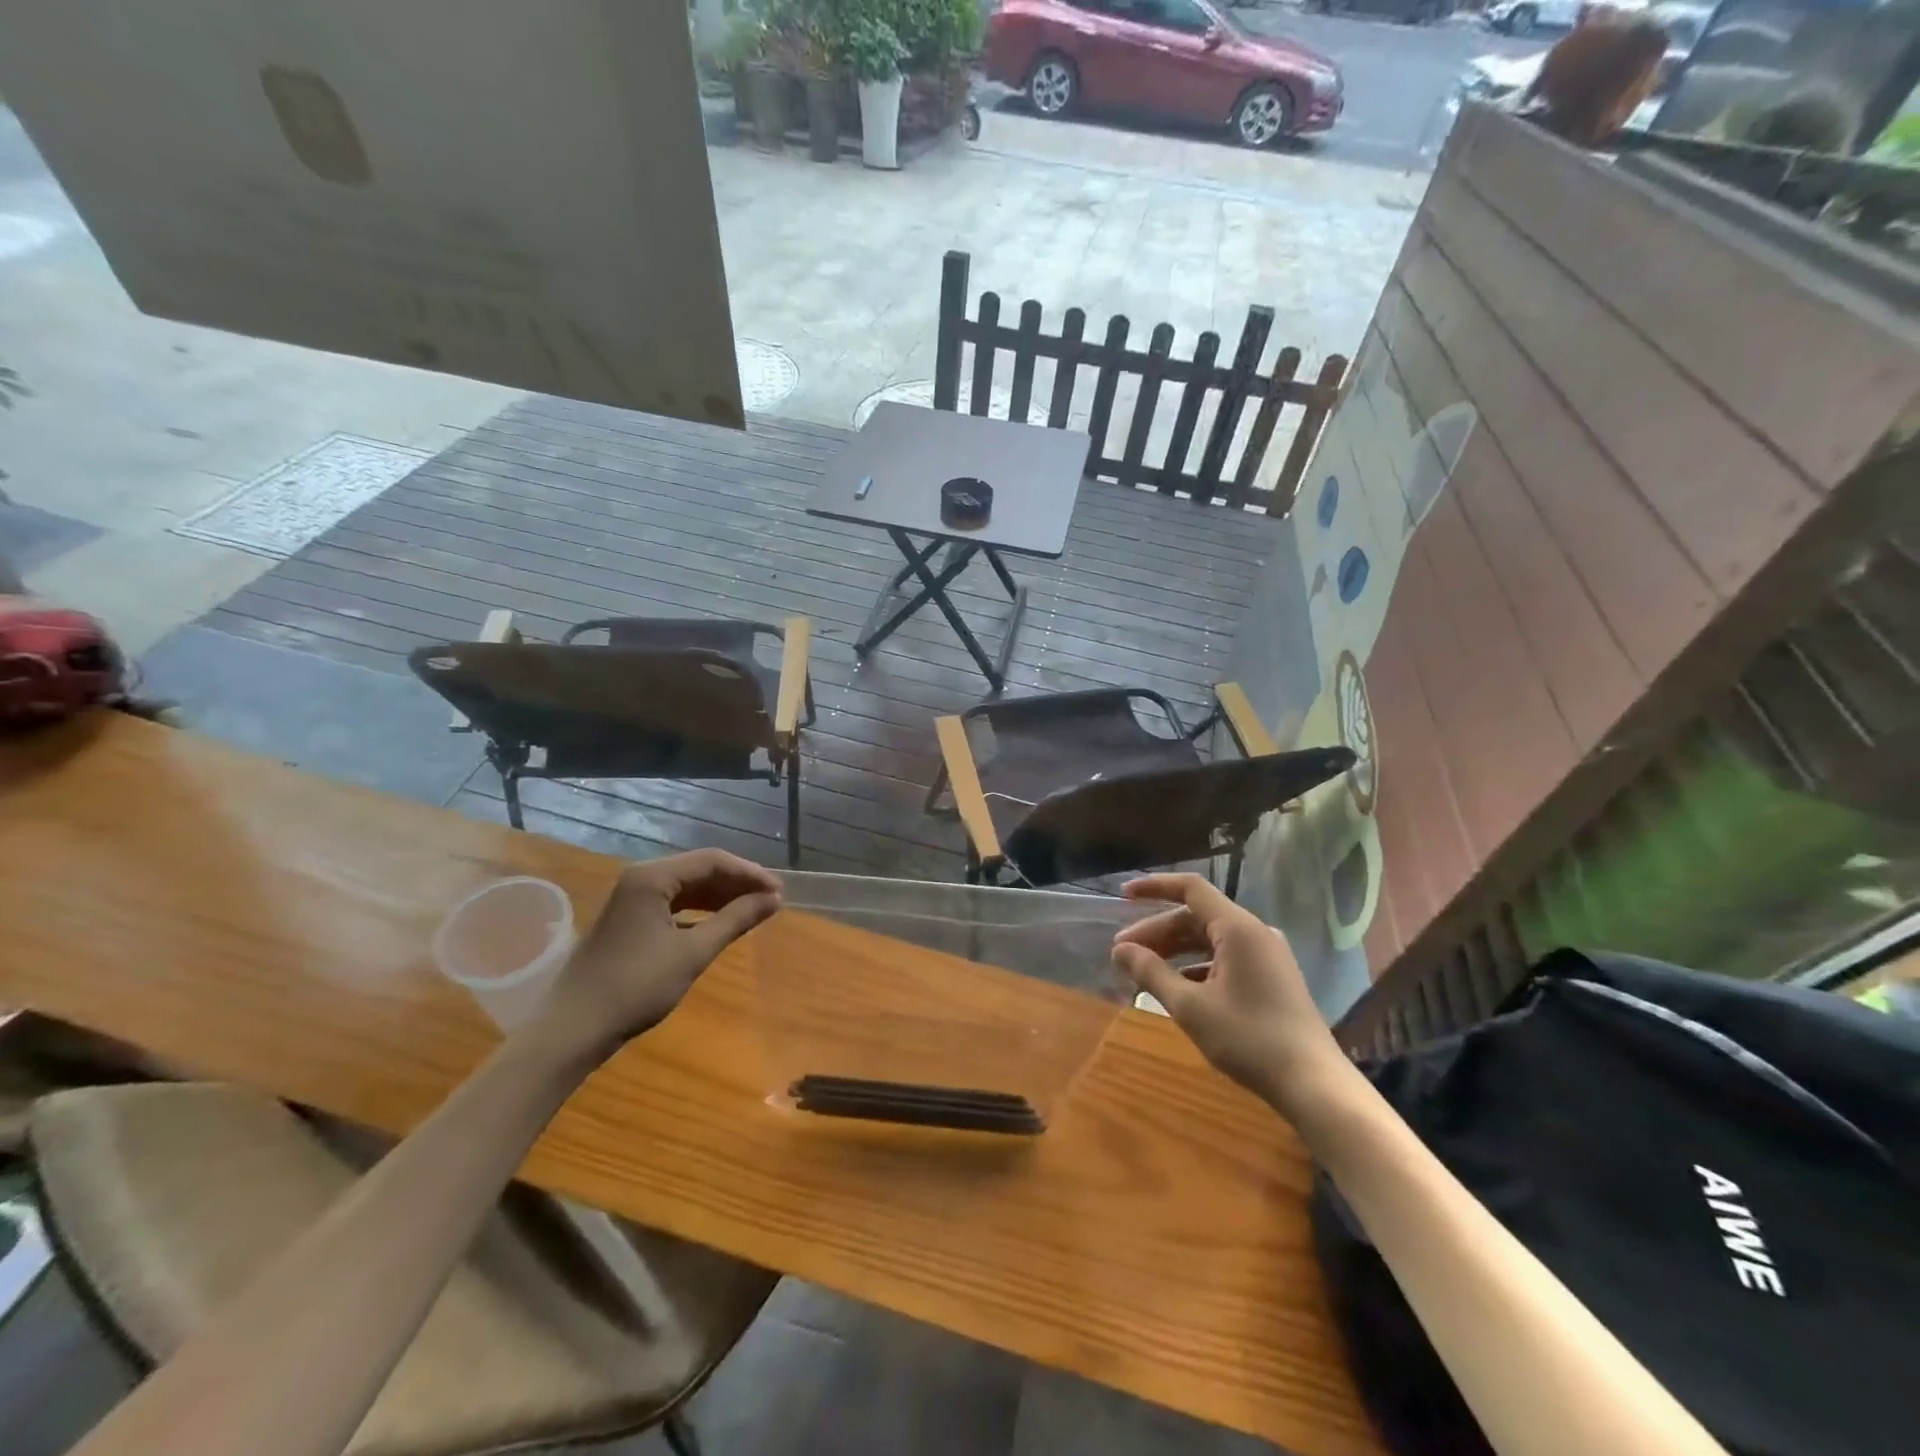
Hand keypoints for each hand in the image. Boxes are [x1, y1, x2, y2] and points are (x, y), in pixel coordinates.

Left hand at [533, 850, 780, 1060]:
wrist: (572, 1029)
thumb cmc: (636, 987)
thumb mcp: (693, 953)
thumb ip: (735, 920)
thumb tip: (773, 900)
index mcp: (653, 877)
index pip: (713, 861)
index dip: (750, 874)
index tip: (780, 892)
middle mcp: (641, 878)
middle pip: (700, 869)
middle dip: (738, 883)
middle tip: (772, 901)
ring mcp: (632, 898)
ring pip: (687, 887)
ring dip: (721, 896)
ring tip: (754, 910)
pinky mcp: (629, 919)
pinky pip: (674, 903)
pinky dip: (701, 910)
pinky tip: (721, 923)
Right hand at [1112, 874, 1343, 1114]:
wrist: (1314, 1084)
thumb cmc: (1249, 1039)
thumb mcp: (1190, 1007)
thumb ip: (1151, 973)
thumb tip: (1120, 950)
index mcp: (1238, 928)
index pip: (1190, 889)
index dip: (1153, 887)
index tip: (1122, 897)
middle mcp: (1255, 933)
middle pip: (1196, 917)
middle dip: (1157, 932)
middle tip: (1123, 953)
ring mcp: (1267, 955)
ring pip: (1210, 940)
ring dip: (1175, 950)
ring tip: (1144, 971)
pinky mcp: (1273, 977)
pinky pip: (1226, 958)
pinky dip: (1197, 966)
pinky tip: (1179, 988)